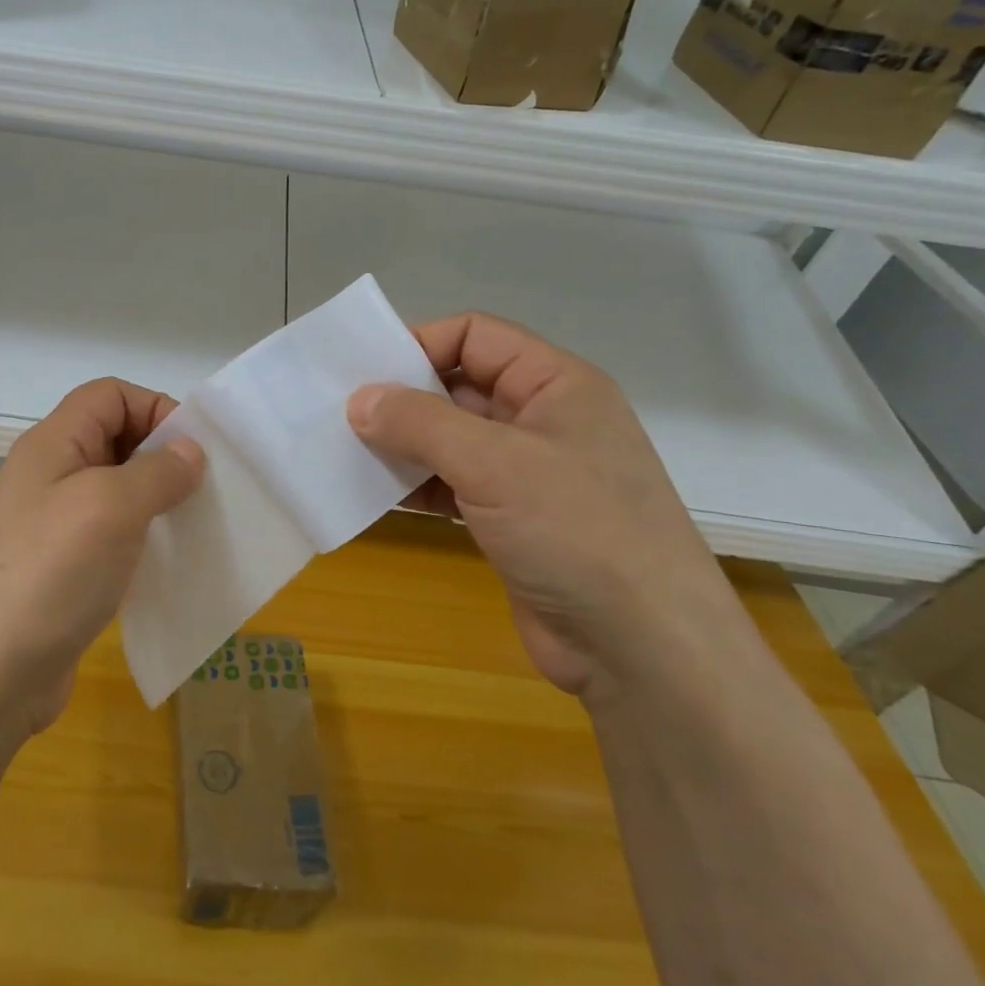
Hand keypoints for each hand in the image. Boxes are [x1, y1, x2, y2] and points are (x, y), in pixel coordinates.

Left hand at [0, 378, 204, 737]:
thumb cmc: (49, 573)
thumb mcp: (111, 507)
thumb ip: (158, 471)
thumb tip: (190, 452)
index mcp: (53, 444)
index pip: (110, 394)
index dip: (154, 407)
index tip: (194, 450)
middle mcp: (51, 476)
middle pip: (115, 438)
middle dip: (162, 454)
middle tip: (204, 489)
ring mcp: (55, 526)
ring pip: (117, 490)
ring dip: (157, 500)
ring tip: (194, 525)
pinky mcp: (64, 571)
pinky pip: (113, 536)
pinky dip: (143, 540)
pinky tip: (167, 563)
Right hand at [348, 313, 734, 700]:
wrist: (642, 649)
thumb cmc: (576, 531)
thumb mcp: (494, 463)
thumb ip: (420, 422)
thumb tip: (360, 400)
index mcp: (556, 384)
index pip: (476, 336)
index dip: (420, 344)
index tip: (364, 372)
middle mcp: (542, 419)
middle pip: (459, 386)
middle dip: (403, 398)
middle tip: (342, 413)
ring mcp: (527, 472)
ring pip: (450, 439)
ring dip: (403, 445)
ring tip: (347, 453)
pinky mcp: (511, 519)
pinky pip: (451, 484)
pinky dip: (416, 485)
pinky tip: (376, 495)